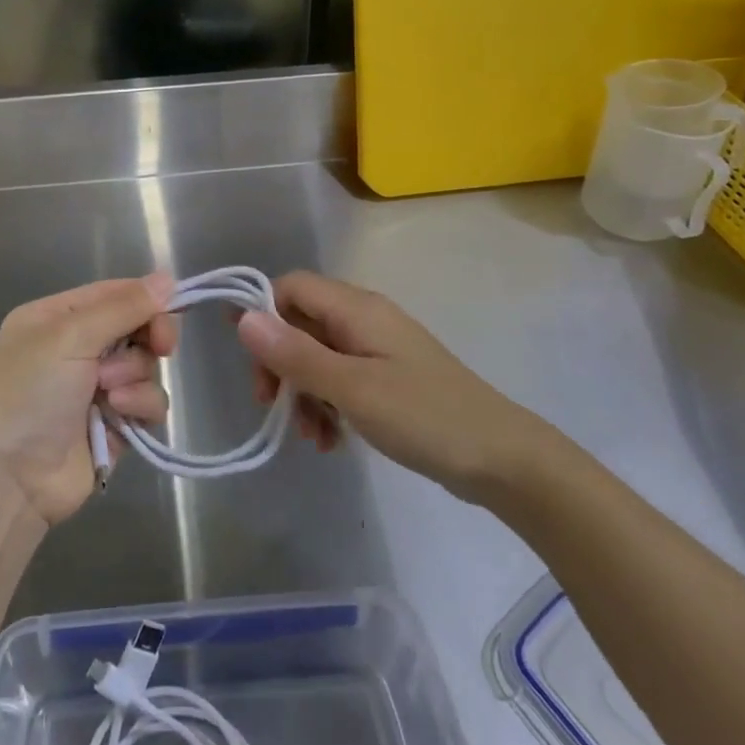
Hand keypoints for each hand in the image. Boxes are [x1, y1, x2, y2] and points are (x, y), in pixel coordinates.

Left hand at [0, 275, 176, 525]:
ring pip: (145, 366)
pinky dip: (141, 407)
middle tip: (161, 346)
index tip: (171, 309)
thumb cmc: (28, 394)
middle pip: (136, 328)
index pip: (114, 294)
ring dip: (136, 377)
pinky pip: (147, 403)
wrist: (6, 480)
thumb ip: (122, 307)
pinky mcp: (114, 425)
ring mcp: (95, 388)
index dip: (146, 299)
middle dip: (148, 337)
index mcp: (56, 319)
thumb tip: (167, 278)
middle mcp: (76, 349)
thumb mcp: (69, 337)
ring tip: (110, 396)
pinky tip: (120, 417)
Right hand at [237, 271, 524, 498]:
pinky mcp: (388, 378)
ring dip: (303, 392)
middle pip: (301, 323)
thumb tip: (243, 317)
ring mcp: (378, 349)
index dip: (263, 314)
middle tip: (272, 405)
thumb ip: (296, 353)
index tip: (249, 360)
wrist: (500, 458)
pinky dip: (328, 404)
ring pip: (319, 356)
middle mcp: (365, 319)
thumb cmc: (423, 416)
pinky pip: (342, 379)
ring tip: (311, 435)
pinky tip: (332, 441)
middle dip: (281, 364)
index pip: (291, 287)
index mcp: (357, 309)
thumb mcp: (352, 388)